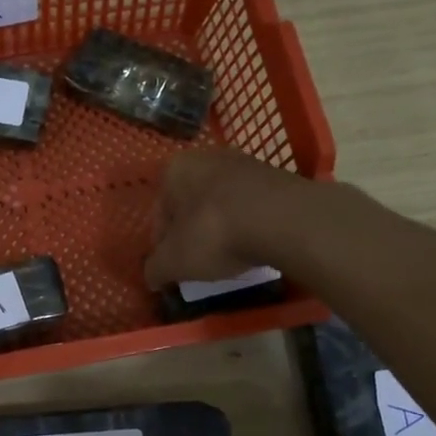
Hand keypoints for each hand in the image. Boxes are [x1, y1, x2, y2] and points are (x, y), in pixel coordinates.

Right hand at [143, 150, 314, 289]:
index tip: (173, 267)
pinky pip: (253, 206)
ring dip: (223, 228)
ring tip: (231, 257)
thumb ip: (155, 270)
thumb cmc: (214, 234)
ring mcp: (246, 164)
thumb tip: (151, 277)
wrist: (283, 220)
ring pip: (223, 203)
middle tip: (200, 262)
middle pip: (192, 204)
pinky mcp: (278, 177)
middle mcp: (207, 157)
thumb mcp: (174, 262)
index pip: (160, 212)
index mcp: (175, 170)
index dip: (163, 244)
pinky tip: (256, 246)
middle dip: (193, 231)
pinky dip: (250, 225)